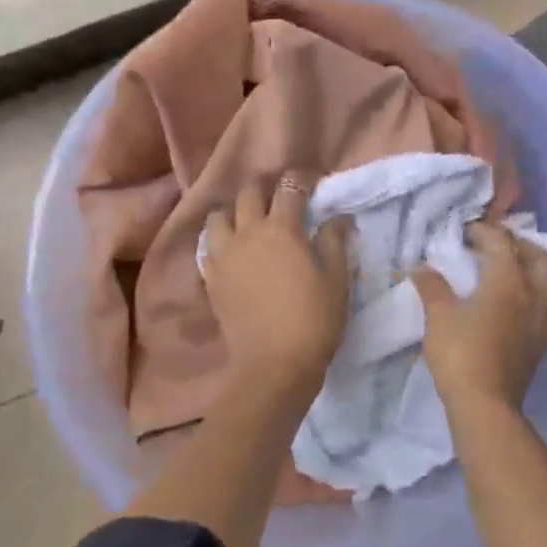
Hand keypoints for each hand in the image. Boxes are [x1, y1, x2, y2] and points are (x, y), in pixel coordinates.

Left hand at [203, 175, 350, 399]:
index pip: (289, 189)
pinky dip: (219, 241)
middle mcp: (247, 233)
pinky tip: (232, 251)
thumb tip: (338, 218)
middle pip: (248, 194)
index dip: (301, 180)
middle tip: (279, 198)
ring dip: (234, 212)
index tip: (311, 182)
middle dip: (264, 188)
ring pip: (219, 216)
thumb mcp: (336, 281)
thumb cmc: (313, 322)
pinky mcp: (210, 278)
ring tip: (248, 222)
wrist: (272, 366)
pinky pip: (208, 247)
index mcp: (281, 229)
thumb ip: (335, 243)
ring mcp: (223, 255)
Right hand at [414, 221, 546, 413]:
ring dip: (536, 269)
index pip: (501, 242)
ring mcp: (543, 320)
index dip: (483, 230)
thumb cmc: (461, 354)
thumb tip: (422, 268)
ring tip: (514, 271)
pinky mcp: (543, 342)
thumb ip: (432, 287)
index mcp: (508, 281)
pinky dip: (539, 295)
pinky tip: (520, 303)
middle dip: (521, 244)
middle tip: (498, 246)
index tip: (464, 231)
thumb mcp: (438, 316)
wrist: (486, 405)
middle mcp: (534, 294)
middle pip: (542, 256)